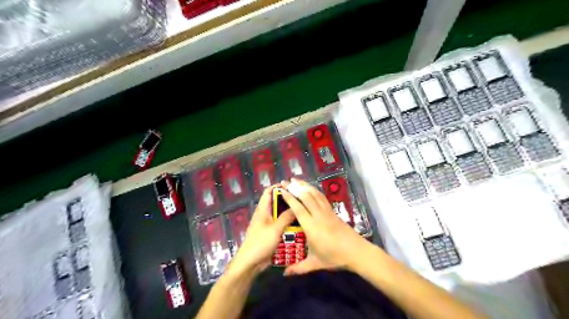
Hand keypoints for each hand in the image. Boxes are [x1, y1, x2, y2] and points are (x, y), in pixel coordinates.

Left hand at [228, 186, 294, 275]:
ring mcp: (267, 225)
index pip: (268, 192)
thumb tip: (296, 206)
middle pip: (275, 203)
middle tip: (300, 200)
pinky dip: (287, 223)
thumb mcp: (276, 228)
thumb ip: (286, 217)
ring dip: (288, 213)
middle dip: (287, 200)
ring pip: (279, 215)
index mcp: (262, 210)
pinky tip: (297, 226)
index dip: (277, 187)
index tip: (291, 186)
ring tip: (302, 211)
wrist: (250, 262)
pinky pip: (280, 225)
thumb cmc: (261, 242)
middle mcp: (264, 215)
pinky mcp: (270, 234)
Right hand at [279, 179, 374, 275]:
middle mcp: (318, 215)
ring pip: (314, 195)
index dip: (290, 198)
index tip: (282, 190)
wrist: (356, 252)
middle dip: (295, 187)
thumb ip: (299, 268)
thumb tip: (284, 274)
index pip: (298, 208)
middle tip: (285, 181)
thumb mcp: (315, 263)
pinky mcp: (333, 212)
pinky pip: (322, 197)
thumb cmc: (334, 257)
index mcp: (311, 227)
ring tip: (296, 179)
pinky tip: (311, 188)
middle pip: (306, 197)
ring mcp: (327, 212)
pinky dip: (314, 190)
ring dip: (305, 186)